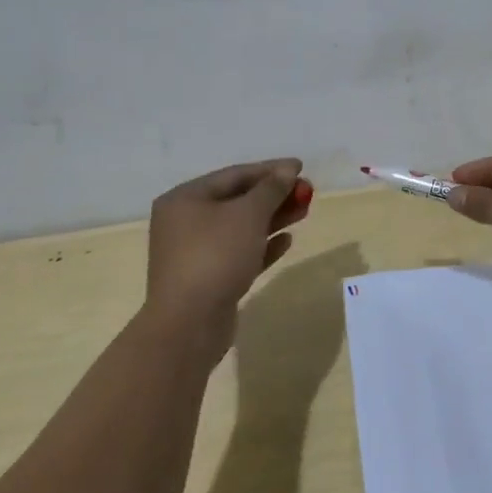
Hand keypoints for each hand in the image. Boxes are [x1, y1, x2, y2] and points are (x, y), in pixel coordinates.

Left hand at [145, 159, 312, 350]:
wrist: (189, 325)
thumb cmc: (216, 256)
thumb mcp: (249, 214)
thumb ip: (271, 189)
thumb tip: (287, 170)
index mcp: (185, 199)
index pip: (234, 175)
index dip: (270, 169)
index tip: (301, 167)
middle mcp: (185, 222)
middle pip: (237, 200)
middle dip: (274, 195)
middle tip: (306, 192)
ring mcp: (195, 253)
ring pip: (240, 228)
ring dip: (272, 218)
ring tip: (303, 212)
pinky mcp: (207, 279)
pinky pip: (239, 253)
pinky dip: (262, 245)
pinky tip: (286, 241)